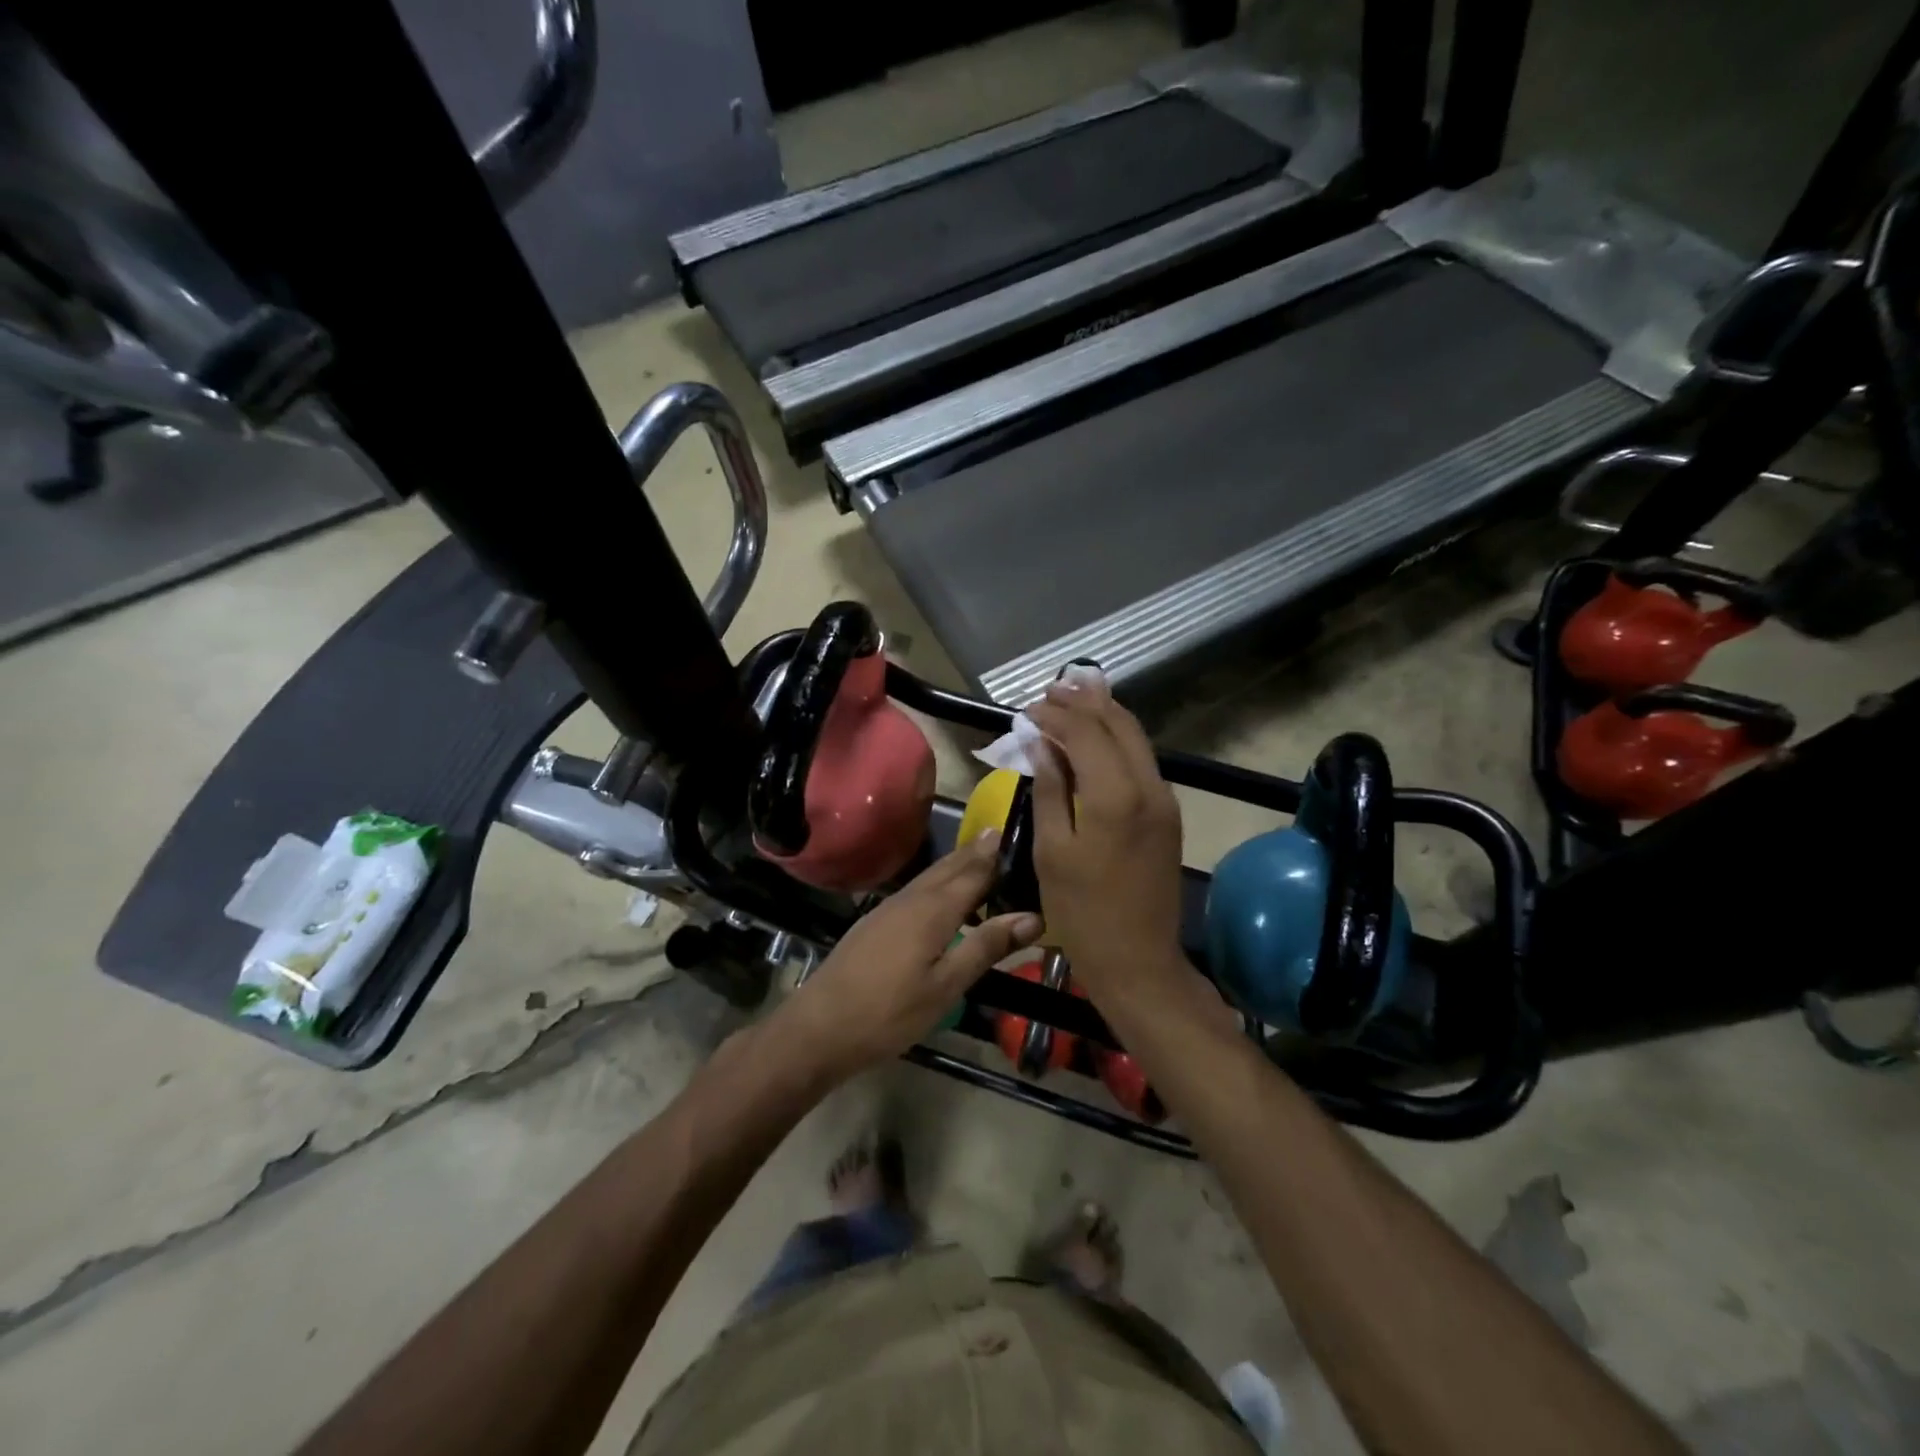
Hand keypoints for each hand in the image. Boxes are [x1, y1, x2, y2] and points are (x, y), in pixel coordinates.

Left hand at [773, 833, 1043, 1084]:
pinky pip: (918, 888)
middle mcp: (913, 897)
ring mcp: (890, 907)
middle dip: (978, 851)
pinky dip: (940, 881)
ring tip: (983, 856)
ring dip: (959, 863)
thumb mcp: (946, 986)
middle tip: (1006, 836)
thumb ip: (986, 947)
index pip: (975, 871)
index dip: (999, 855)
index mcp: (934, 909)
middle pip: (952, 866)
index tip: (1024, 835)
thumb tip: (1033, 916)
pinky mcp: (877, 921)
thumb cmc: (889, 1012)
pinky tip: (945, 896)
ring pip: (932, 875)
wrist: (819, 1027)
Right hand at [1026, 678, 1185, 991]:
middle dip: (1083, 702)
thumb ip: (1049, 789)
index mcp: (1115, 795)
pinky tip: (1095, 739)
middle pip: (1118, 724)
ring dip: (1103, 716)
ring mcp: (1164, 799)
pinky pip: (1142, 760)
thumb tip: (1039, 743)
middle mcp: (1148, 786)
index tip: (1027, 709)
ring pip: (1136, 738)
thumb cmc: (1082, 912)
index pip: (1085, 732)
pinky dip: (1116, 740)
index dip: (1055, 714)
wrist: (1139, 960)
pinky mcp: (1168, 814)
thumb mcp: (1052, 850)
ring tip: (1071, 700)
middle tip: (1050, 691)